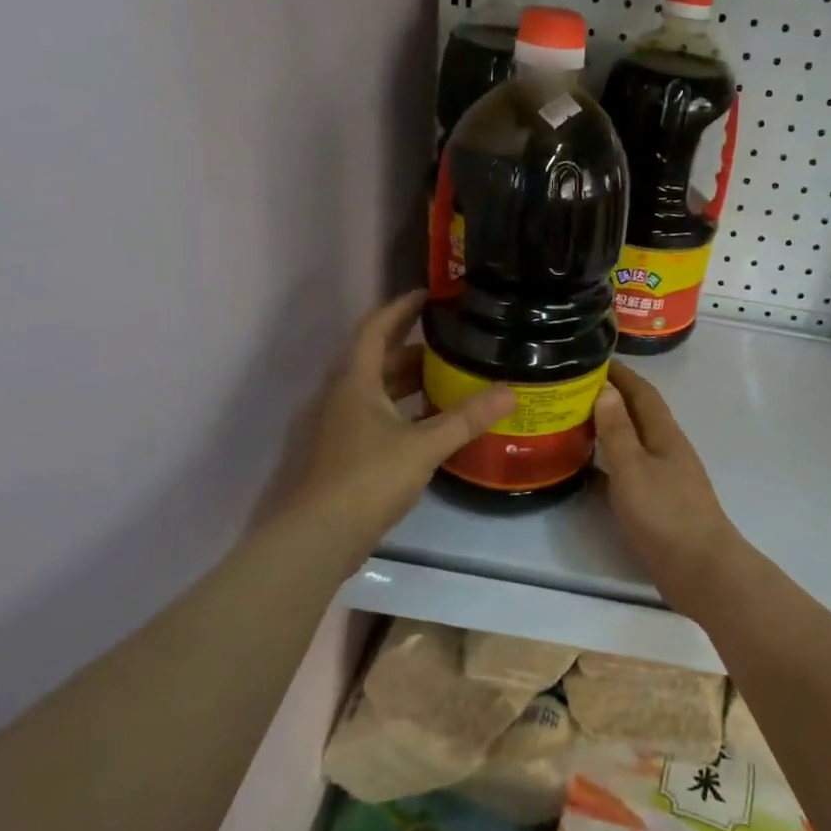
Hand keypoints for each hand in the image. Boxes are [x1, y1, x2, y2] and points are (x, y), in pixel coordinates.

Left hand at [287, 290, 513, 554]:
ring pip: (377, 390)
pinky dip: (403, 410)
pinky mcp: (345, 452)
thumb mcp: (423, 445)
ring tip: (449, 377)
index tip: (428, 294)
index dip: (400, 308)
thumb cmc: (368, 478)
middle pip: (377, 359)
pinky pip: (378, 416)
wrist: (320, 535)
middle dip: (412, 347)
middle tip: (451, 340)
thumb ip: (465, 418)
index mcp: (356, 382)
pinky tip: (431, 423)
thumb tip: (509, 392)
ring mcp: (341, 426)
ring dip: (408, 381)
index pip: (375, 329)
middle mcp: (343, 396)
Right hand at [593, 363, 743, 600]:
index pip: (642, 393)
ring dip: (607, 431)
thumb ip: (618, 431)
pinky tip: (585, 470)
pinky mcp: (656, 504)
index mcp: (664, 435)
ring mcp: (663, 478)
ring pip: (631, 444)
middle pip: (637, 416)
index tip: (592, 357)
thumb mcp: (634, 468)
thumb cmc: (665, 514)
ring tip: (571, 423)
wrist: (700, 569)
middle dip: (610, 399)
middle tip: (571, 390)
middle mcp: (666, 450)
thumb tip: (606, 390)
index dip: (621, 374)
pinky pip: (627, 472)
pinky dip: (607, 465)